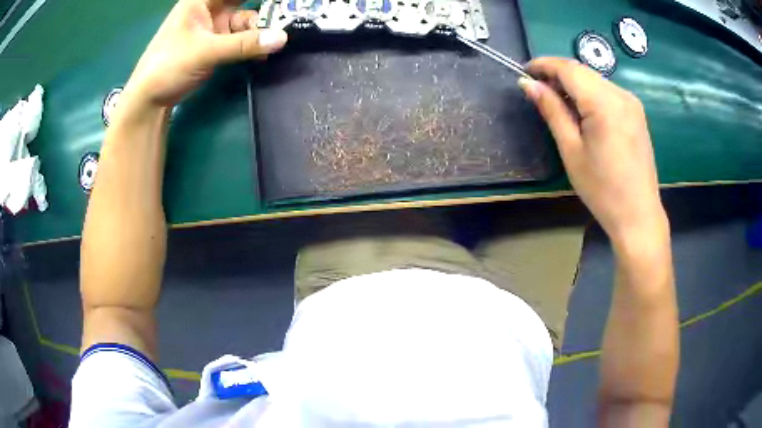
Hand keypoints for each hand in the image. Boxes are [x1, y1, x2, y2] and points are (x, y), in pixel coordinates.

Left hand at [121, 0, 287, 108]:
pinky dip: (251, 45)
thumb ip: (244, 44)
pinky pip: (240, 40)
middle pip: (241, 3)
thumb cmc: (168, 66)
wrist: (149, 101)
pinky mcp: (215, 46)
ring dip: (258, 31)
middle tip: (281, 20)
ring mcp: (212, 29)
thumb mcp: (205, 52)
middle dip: (261, 12)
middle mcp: (208, 10)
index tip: (279, 2)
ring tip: (271, 44)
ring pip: (244, 22)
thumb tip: (282, 38)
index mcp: (200, 2)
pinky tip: (262, 52)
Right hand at [519, 58, 667, 249]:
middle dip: (557, 74)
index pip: (568, 68)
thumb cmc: (602, 189)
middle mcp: (621, 94)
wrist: (638, 215)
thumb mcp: (571, 150)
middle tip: (538, 90)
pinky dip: (589, 94)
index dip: (543, 65)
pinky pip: (607, 92)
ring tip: (557, 103)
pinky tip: (581, 111)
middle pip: (582, 71)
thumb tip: (528, 84)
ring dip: (573, 84)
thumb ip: (551, 111)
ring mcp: (631, 103)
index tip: (524, 72)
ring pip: (595, 80)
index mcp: (604, 103)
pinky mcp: (636, 112)